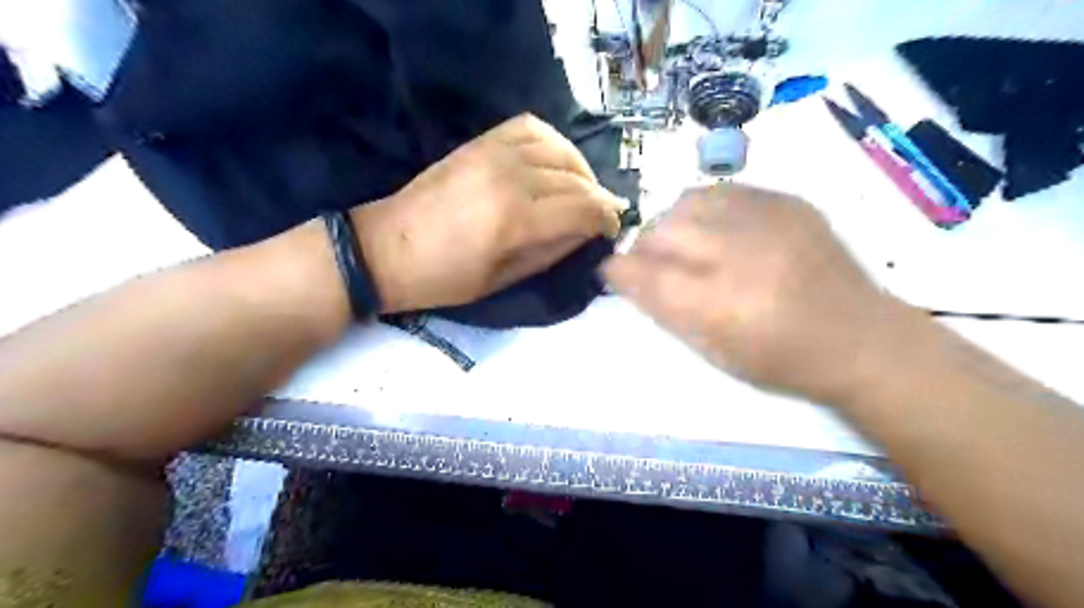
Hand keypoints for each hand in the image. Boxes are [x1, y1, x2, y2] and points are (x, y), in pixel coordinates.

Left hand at [351, 112, 621, 312]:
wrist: (386, 248)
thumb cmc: (445, 278)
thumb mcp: (504, 279)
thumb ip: (552, 251)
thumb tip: (588, 232)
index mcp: (515, 219)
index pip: (583, 208)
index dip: (606, 219)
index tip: (612, 230)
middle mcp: (510, 177)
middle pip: (576, 179)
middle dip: (599, 198)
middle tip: (603, 216)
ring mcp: (493, 153)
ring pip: (560, 149)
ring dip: (580, 170)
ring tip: (582, 191)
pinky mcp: (480, 143)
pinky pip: (531, 128)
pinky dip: (553, 143)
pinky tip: (555, 162)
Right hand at [607, 182, 902, 403]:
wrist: (860, 338)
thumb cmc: (781, 360)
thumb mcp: (713, 352)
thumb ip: (666, 311)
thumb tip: (630, 278)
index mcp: (717, 304)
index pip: (643, 275)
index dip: (619, 271)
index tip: (613, 272)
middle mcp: (738, 254)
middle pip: (661, 232)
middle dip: (644, 248)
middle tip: (652, 264)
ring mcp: (767, 221)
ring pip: (688, 202)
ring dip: (672, 223)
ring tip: (683, 243)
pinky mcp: (788, 202)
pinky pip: (724, 191)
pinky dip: (705, 208)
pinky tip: (715, 228)